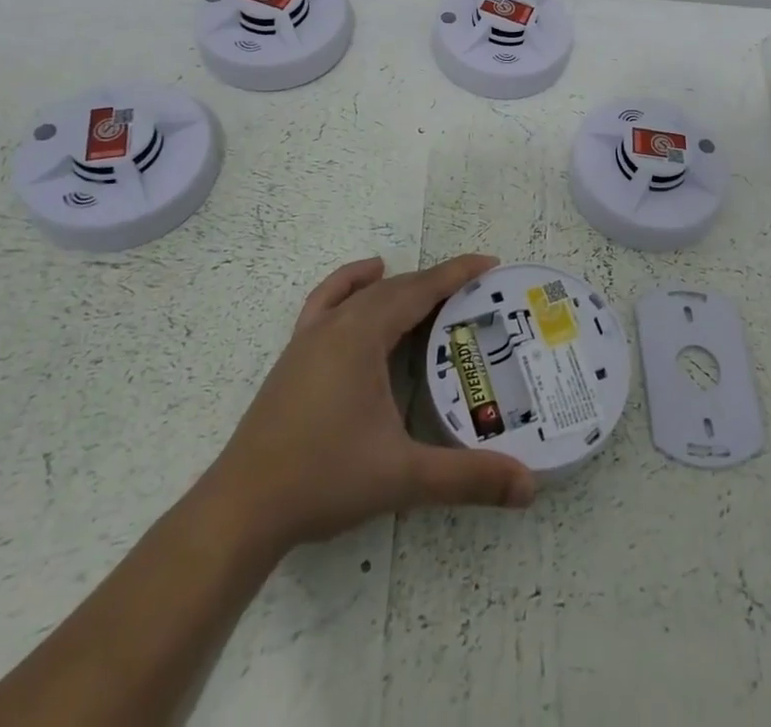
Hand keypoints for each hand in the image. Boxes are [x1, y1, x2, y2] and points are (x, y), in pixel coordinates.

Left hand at [207, 253, 535, 551]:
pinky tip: (363, 285)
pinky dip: (350, 284)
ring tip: (431, 294)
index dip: (457, 273)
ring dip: (400, 286)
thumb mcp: (402, 476)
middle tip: (474, 292)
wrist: (241, 509)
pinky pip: (326, 301)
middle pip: (395, 288)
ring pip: (363, 293)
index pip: (420, 290)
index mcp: (363, 335)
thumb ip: (467, 477)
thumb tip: (529, 486)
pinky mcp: (294, 355)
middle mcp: (337, 324)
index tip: (490, 262)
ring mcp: (310, 337)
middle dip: (436, 282)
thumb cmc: (323, 480)